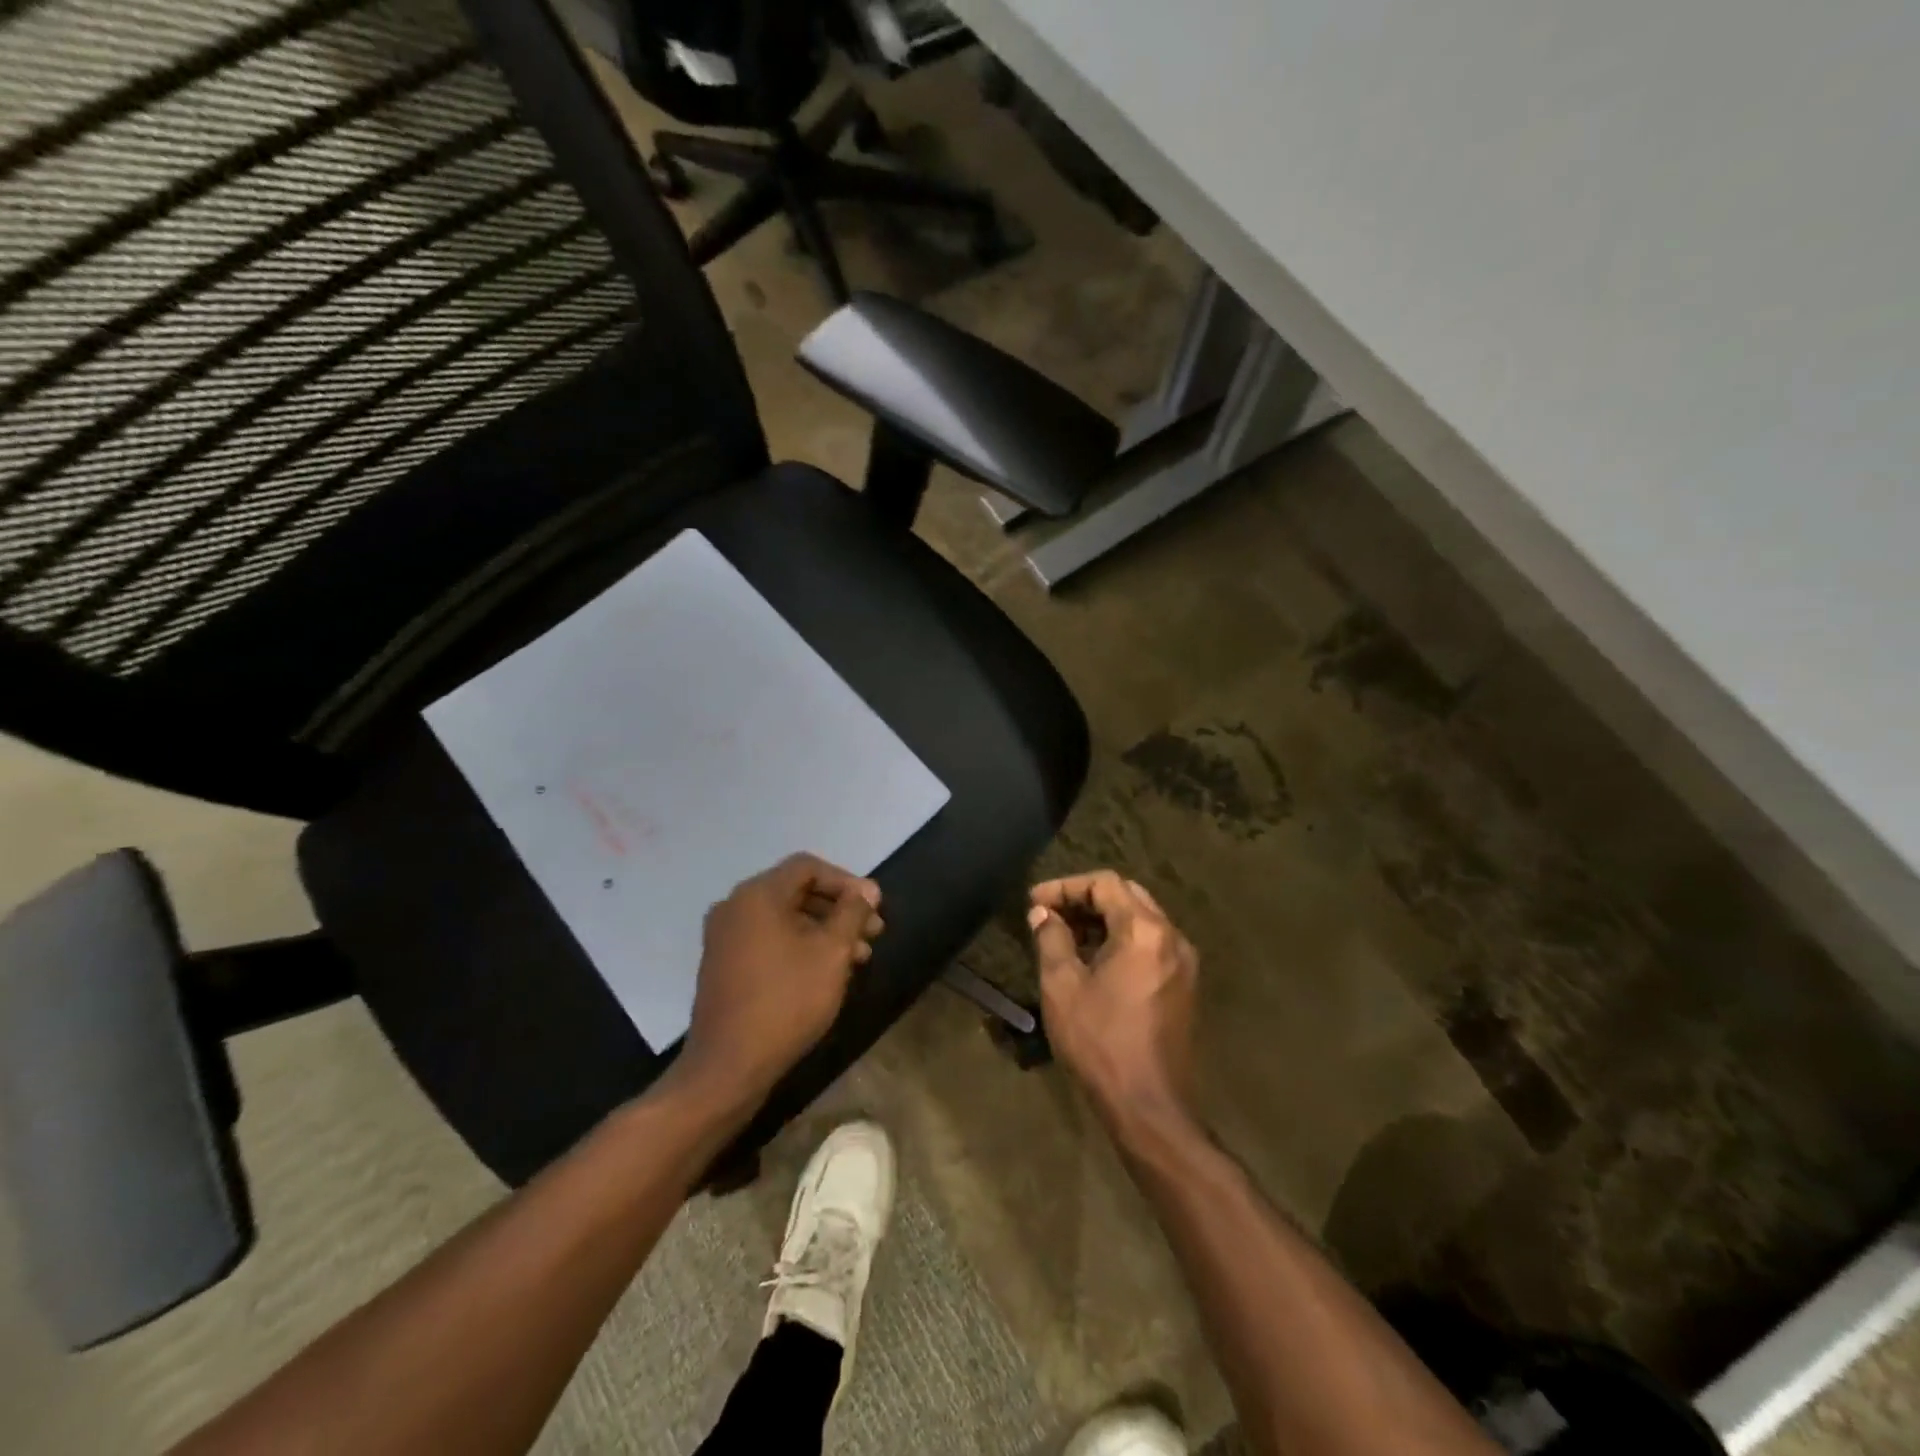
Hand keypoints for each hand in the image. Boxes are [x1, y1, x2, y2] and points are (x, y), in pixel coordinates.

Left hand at [680, 853, 882, 1103]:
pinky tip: (826, 972)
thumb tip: (866, 890)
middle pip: (796, 891)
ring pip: (784, 918)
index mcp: (757, 895)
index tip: (874, 908)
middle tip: (873, 933)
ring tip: (859, 958)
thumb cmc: (786, 1000)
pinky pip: (768, 939)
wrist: (728, 1067)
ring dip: (824, 931)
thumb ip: (852, 913)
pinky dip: (799, 946)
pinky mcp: (723, 964)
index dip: (847, 882)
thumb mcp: (832, 952)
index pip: (808, 867)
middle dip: (839, 909)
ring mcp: (725, 937)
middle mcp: (735, 906)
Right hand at [1029, 870, 1198, 1136]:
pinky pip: (1150, 945)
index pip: (1105, 884)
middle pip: (1127, 896)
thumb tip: (1042, 913)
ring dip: (1103, 920)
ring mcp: (1183, 962)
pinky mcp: (1184, 986)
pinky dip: (1120, 941)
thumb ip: (1051, 939)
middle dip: (1085, 899)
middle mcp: (1171, 937)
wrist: (1149, 1107)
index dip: (1065, 886)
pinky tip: (1093, 961)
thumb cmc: (1100, 1042)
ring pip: (1140, 920)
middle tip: (1049, 914)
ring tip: (1064, 936)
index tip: (1035, 902)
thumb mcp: (1062, 986)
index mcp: (1144, 930)